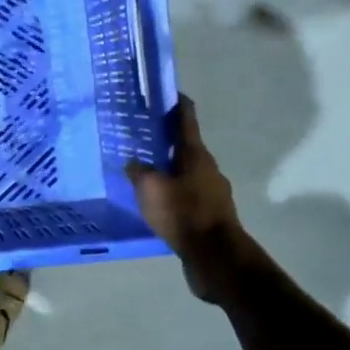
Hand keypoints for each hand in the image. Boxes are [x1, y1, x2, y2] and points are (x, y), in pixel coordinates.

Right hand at [126, 97, 248, 301]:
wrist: (216, 257)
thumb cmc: (183, 214)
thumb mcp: (151, 189)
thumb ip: (139, 171)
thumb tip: (133, 162)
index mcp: (195, 154)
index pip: (186, 118)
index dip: (176, 103)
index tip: (164, 93)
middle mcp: (207, 168)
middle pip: (186, 145)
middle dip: (166, 139)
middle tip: (141, 136)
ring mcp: (212, 192)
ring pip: (186, 172)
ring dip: (169, 168)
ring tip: (144, 172)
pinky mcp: (210, 215)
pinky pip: (187, 195)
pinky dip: (173, 192)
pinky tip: (157, 202)